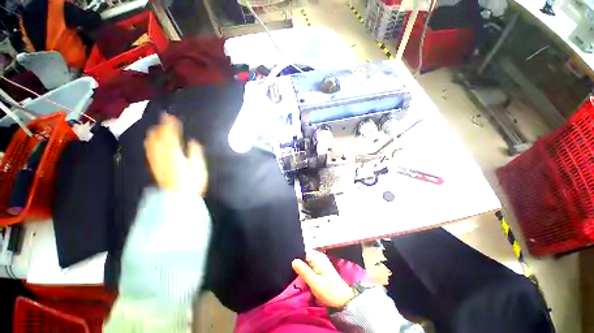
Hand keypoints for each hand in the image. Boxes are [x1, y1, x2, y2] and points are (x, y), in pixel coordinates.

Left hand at [144, 114, 207, 194]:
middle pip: (159, 138)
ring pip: (152, 144)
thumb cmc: (191, 183)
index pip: (171, 136)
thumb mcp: (198, 167)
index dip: (170, 126)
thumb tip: (193, 142)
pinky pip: (150, 152)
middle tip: (164, 118)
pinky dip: (150, 143)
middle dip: (161, 127)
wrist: (177, 197)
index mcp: (175, 154)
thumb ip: (195, 153)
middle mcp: (164, 156)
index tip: (171, 116)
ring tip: (156, 127)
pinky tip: (149, 141)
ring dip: (154, 134)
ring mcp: (157, 161)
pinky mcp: (155, 166)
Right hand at [292, 250, 355, 308]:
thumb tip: (293, 261)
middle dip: (298, 265)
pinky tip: (304, 279)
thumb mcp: (315, 283)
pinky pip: (308, 265)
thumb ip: (304, 271)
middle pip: (303, 256)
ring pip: (305, 261)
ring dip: (301, 269)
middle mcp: (318, 256)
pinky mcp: (319, 266)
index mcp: (317, 257)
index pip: (302, 251)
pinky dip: (305, 271)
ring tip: (299, 278)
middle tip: (294, 276)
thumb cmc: (329, 292)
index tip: (290, 267)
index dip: (295, 258)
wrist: (342, 300)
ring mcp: (319, 261)